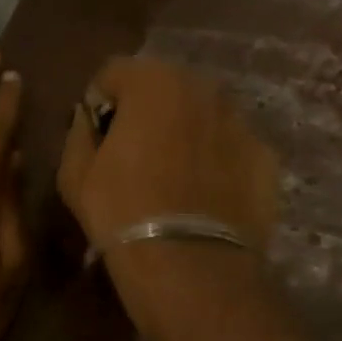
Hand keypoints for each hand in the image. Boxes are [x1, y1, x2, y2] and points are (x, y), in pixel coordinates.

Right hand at [58, 56, 279, 331]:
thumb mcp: (74, 174)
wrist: (190, 266)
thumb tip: (89, 118)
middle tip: (136, 157)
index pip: (114, 73)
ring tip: (174, 179)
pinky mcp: (267, 157)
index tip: (97, 139)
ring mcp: (241, 121)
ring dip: (186, 133)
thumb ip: (79, 131)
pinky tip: (205, 198)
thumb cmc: (122, 213)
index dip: (100, 104)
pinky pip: (231, 147)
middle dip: (148, 113)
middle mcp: (204, 88)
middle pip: (165, 88)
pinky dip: (218, 161)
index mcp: (153, 81)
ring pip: (202, 116)